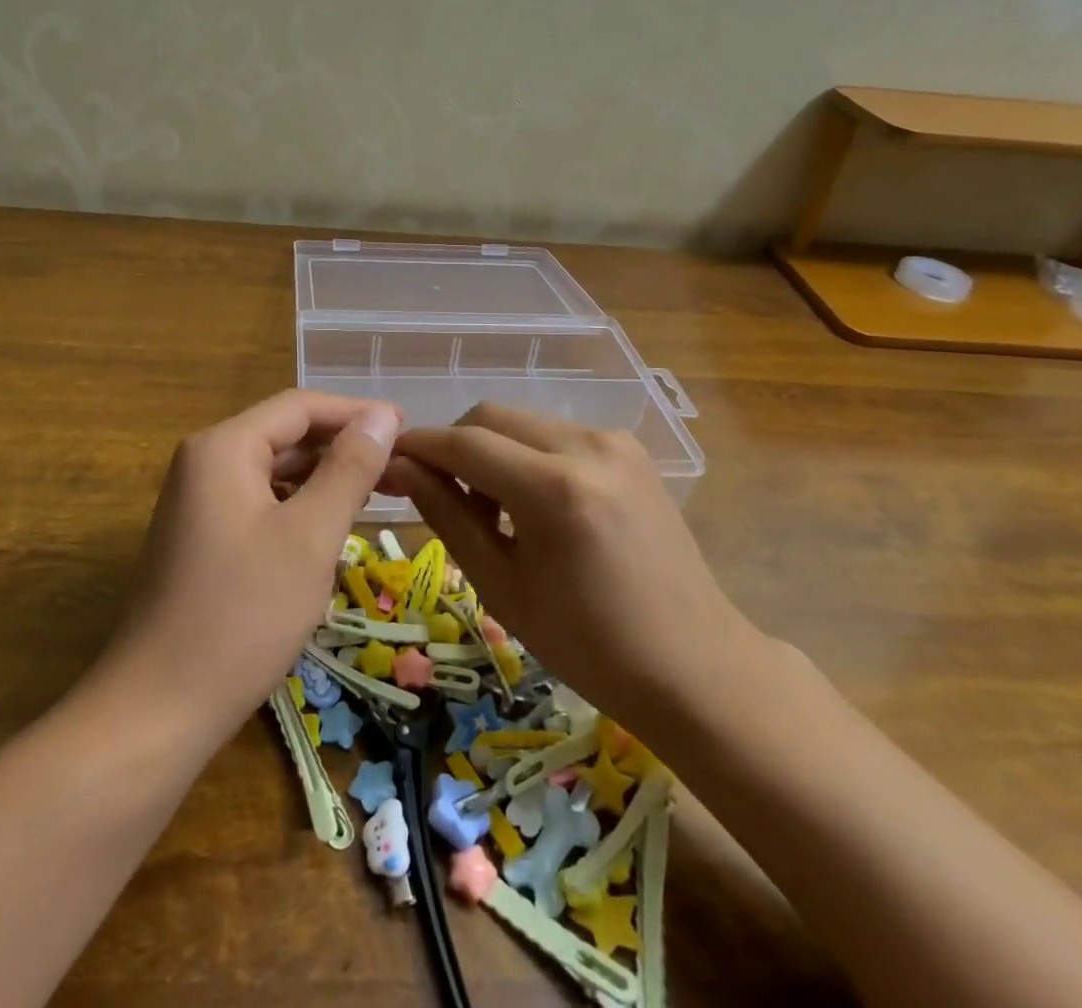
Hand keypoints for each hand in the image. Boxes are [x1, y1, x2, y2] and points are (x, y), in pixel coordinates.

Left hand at [107, 390, 400, 738]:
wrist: (159, 709)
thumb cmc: (243, 614)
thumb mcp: (310, 536)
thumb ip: (350, 468)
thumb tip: (383, 416)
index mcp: (224, 447)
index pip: (300, 406)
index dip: (357, 412)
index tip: (408, 430)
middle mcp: (205, 462)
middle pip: (286, 435)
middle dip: (343, 446)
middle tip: (402, 467)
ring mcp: (198, 501)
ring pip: (275, 471)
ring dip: (325, 478)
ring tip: (377, 494)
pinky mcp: (201, 537)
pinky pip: (260, 502)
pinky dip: (300, 507)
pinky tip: (330, 529)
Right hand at [385, 403, 757, 738]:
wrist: (694, 665)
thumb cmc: (589, 645)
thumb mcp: (502, 587)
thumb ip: (448, 517)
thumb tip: (401, 469)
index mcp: (554, 488)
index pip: (465, 443)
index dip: (419, 447)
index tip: (387, 461)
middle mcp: (587, 446)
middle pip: (492, 417)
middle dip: (455, 446)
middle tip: (442, 496)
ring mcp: (615, 442)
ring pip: (524, 422)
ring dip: (492, 450)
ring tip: (491, 508)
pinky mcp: (631, 450)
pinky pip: (557, 435)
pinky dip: (528, 455)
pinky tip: (533, 504)